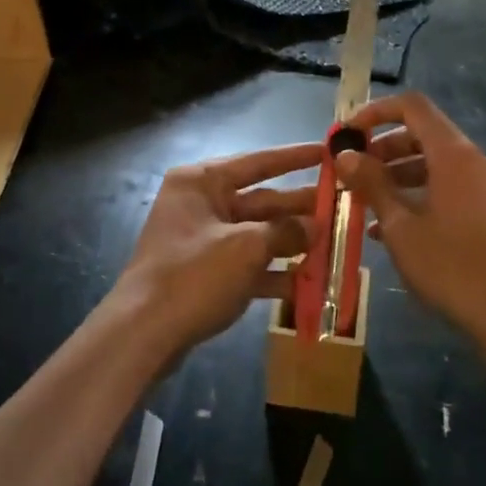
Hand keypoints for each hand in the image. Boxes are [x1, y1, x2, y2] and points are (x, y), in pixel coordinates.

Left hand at [107, 141, 322, 360]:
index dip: (295, 158)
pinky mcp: (205, 273)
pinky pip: (247, 265)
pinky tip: (307, 284)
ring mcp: (202, 240)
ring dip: (292, 243)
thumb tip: (315, 225)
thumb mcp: (246, 248)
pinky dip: (274, 273)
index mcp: (202, 182)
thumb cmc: (193, 275)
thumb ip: (285, 231)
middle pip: (261, 200)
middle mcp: (201, 203)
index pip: (258, 162)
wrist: (142, 335)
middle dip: (300, 208)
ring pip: (257, 235)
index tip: (328, 151)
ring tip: (334, 246)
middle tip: (342, 208)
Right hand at [336, 93, 485, 350]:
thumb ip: (373, 185)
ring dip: (396, 174)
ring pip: (433, 163)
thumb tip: (345, 154)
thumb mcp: (401, 227)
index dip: (376, 111)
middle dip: (383, 147)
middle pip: (422, 133)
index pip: (412, 106)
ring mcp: (484, 187)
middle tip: (352, 171)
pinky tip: (390, 228)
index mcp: (452, 154)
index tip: (348, 133)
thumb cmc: (452, 267)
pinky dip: (418, 194)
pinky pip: (447, 187)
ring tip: (364, 201)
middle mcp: (472, 161)